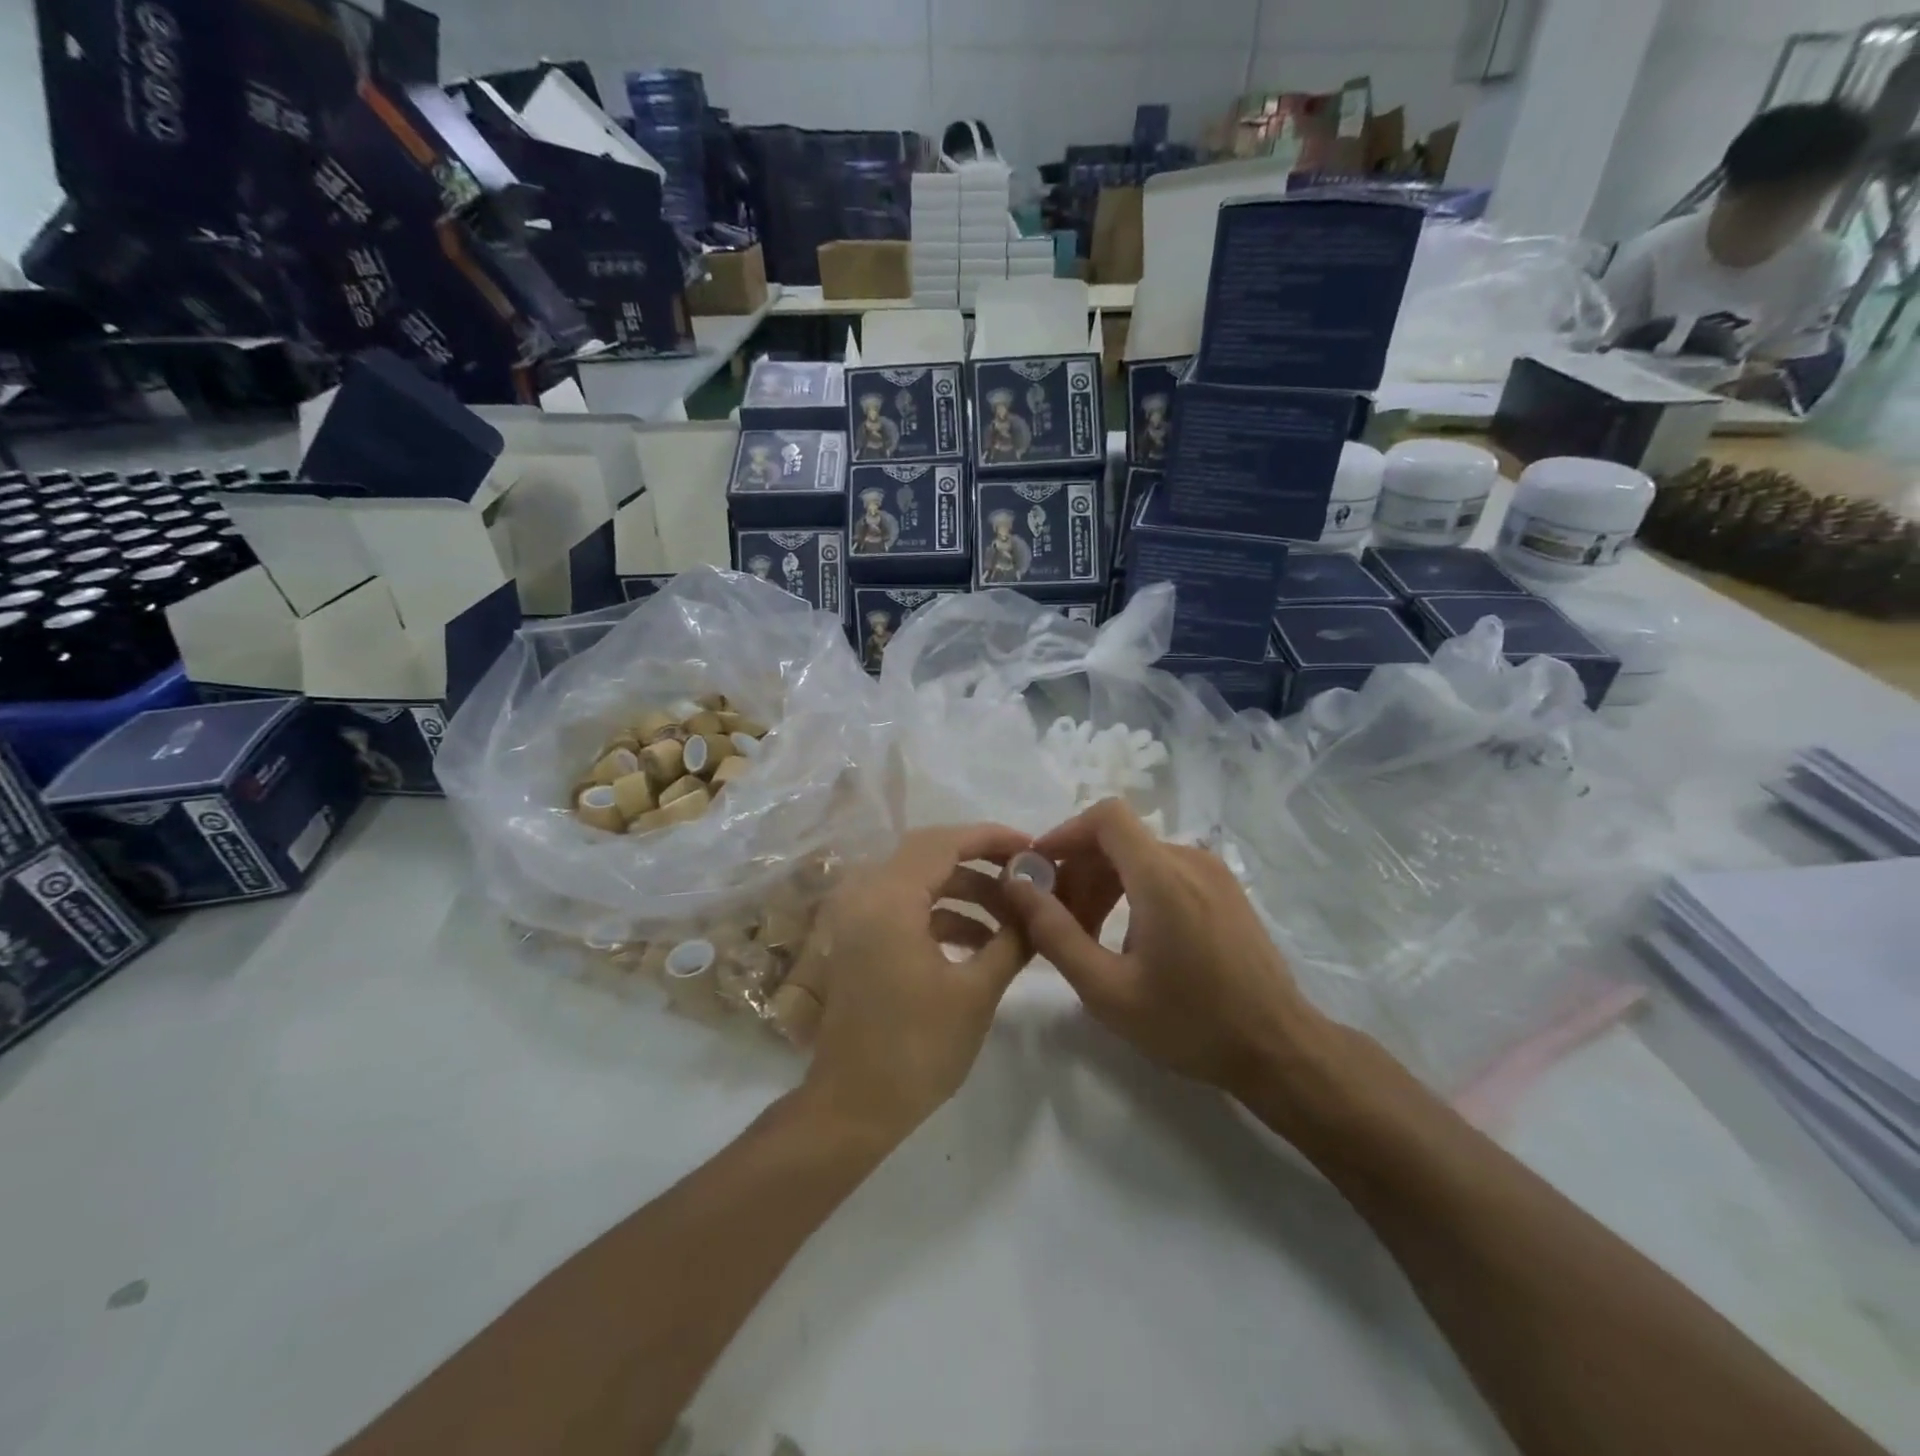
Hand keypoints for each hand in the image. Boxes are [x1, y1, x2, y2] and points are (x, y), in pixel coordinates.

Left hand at [777, 825, 1032, 1145]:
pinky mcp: (860, 941)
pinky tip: (981, 942)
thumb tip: (1038, 907)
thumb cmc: (917, 1049)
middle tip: (1025, 875)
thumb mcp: (975, 992)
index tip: (1032, 849)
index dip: (991, 838)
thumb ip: (1011, 939)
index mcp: (889, 899)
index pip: (944, 842)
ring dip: (965, 892)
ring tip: (1012, 917)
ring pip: (919, 882)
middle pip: (929, 854)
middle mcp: (866, 895)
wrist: (852, 1108)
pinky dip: (943, 915)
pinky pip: (906, 909)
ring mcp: (858, 918)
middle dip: (981, 861)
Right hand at [999, 800, 1325, 1096]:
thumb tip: (1016, 886)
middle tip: (1057, 918)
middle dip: (1078, 869)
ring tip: (1088, 934)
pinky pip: (1166, 871)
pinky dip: (1134, 889)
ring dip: (1104, 882)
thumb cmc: (1190, 1023)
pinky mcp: (1225, 889)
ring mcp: (1213, 873)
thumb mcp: (1108, 990)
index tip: (1039, 869)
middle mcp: (1190, 860)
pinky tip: (1130, 938)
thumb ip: (1055, 933)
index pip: (1106, 816)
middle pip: (1118, 839)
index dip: (1065, 833)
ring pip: (1140, 856)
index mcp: (1162, 876)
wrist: (1280, 1049)